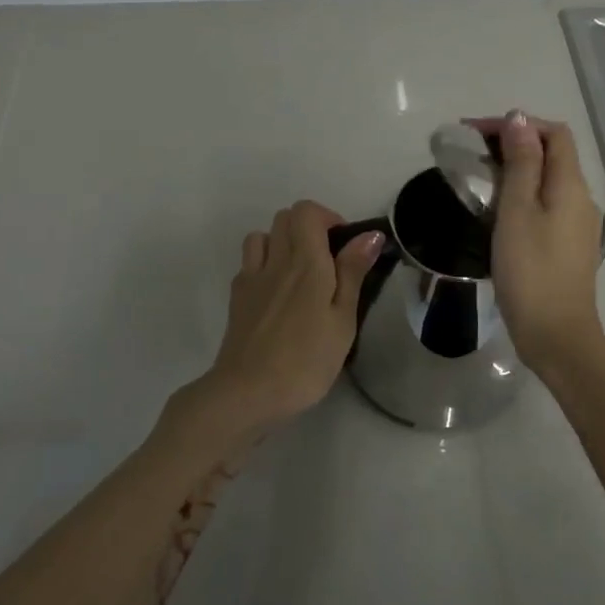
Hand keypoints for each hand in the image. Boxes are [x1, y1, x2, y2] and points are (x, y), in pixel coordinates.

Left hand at [178, 201, 382, 445]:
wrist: (247, 392)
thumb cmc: (306, 359)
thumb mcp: (342, 319)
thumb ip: (352, 272)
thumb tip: (369, 235)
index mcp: (305, 261)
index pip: (307, 211)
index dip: (328, 218)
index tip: (345, 247)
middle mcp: (275, 260)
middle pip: (284, 217)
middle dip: (308, 227)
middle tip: (328, 260)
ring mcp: (251, 278)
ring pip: (262, 236)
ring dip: (282, 242)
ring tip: (300, 273)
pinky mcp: (236, 298)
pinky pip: (249, 263)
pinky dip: (264, 264)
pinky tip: (276, 294)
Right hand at [471, 111, 604, 372]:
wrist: (556, 335)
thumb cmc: (531, 270)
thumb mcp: (517, 210)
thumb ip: (520, 162)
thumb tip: (519, 119)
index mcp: (571, 184)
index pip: (554, 133)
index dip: (518, 124)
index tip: (477, 132)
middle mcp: (581, 198)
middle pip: (552, 154)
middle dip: (513, 144)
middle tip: (471, 153)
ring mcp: (578, 224)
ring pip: (548, 180)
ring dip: (515, 169)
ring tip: (478, 178)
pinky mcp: (569, 246)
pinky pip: (547, 204)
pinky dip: (522, 194)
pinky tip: (497, 211)